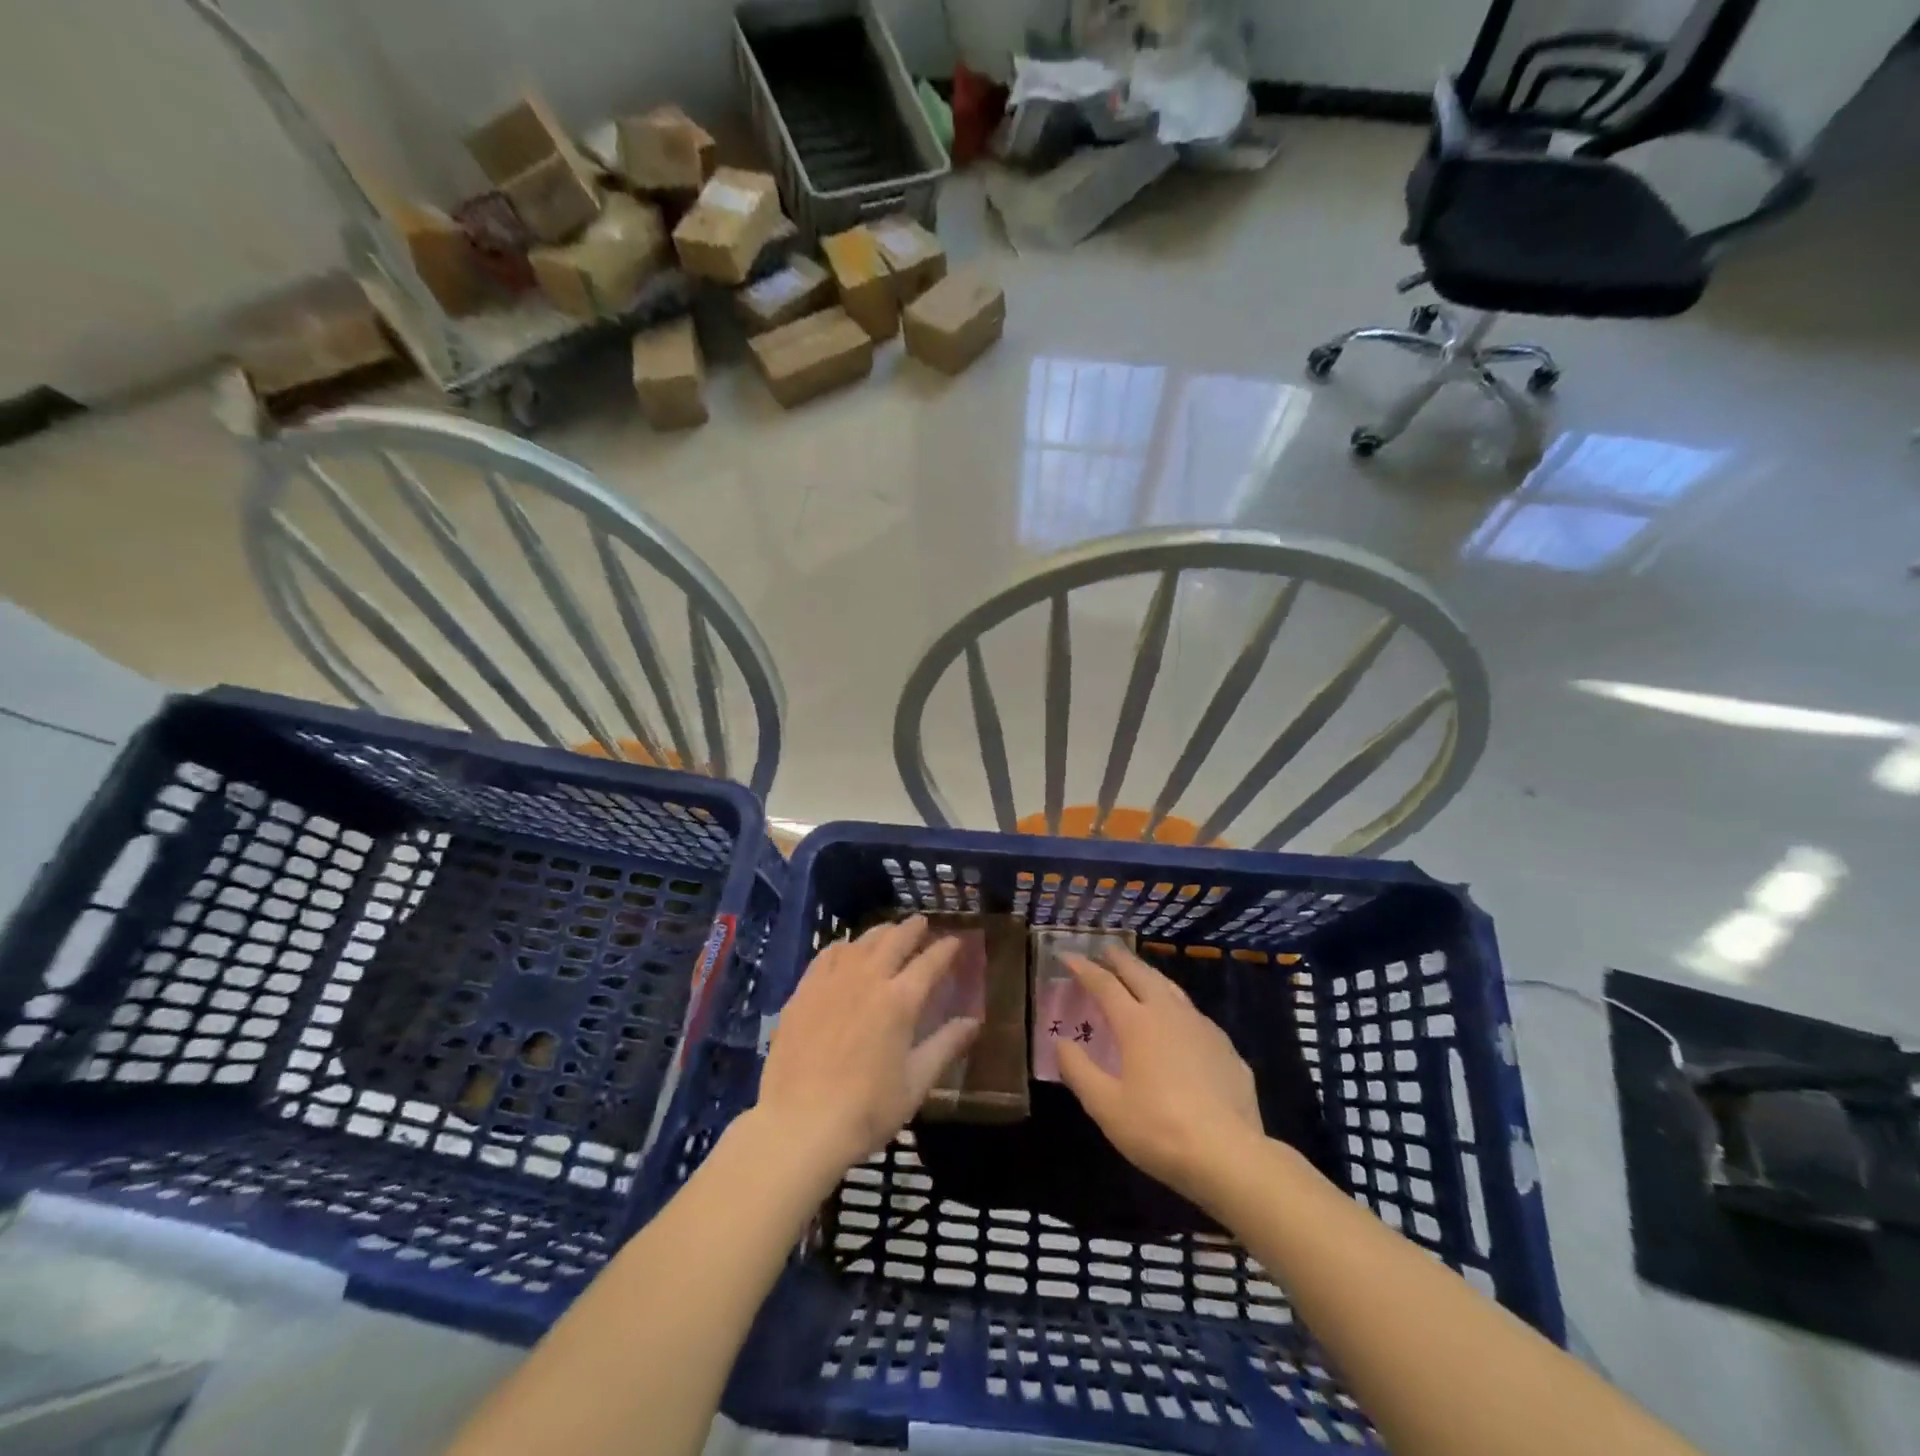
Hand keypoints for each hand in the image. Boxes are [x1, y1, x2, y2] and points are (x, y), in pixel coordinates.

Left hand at [753, 916, 980, 1180]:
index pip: (930, 962)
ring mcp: (832, 982)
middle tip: (922, 922)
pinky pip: (828, 955)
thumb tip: (973, 1022)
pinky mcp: (803, 991)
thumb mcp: (916, 1084)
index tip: (956, 941)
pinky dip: (844, 946)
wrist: (799, 1125)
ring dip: (880, 933)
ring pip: (861, 942)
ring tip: (889, 931)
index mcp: (901, 1001)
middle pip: (895, 940)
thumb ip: (945, 1046)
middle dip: (913, 928)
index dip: (946, 949)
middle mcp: (868, 979)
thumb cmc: (866, 1110)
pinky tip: (846, 949)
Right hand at [1055, 949, 1263, 1205]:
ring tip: (1140, 974)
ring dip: (1150, 976)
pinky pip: (1194, 1014)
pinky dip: (1175, 1005)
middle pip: (1141, 974)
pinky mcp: (1226, 1048)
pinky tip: (1177, 1021)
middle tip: (1106, 949)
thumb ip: (1078, 1071)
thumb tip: (1061, 1043)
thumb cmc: (1159, 1129)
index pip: (1104, 984)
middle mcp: (1169, 1014)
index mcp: (1136, 1024)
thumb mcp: (1106, 1107)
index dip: (1084, 968)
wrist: (1230, 1156)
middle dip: (1120, 959)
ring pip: (1171, 989)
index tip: (1068, 955)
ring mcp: (1202, 1028)